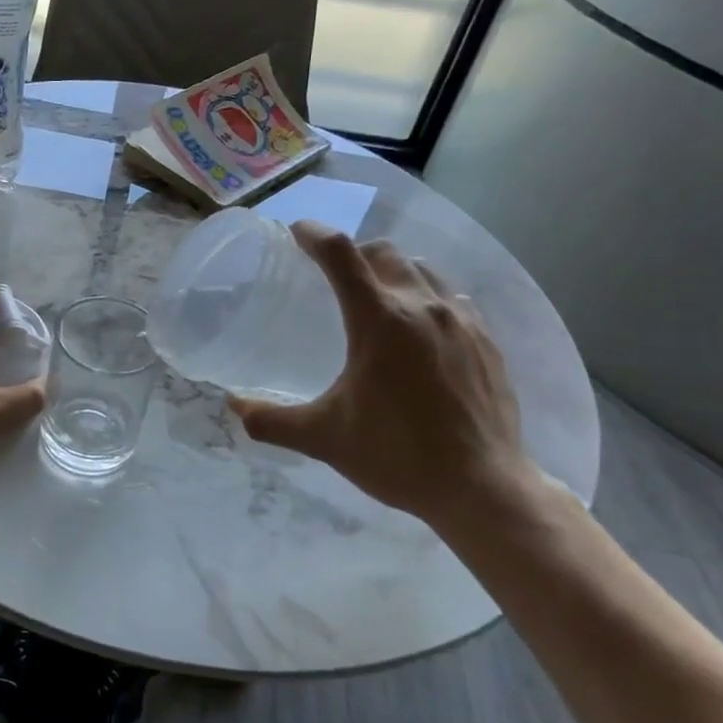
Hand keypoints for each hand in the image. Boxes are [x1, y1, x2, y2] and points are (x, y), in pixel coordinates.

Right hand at [229, 224, 536, 523]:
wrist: (483, 489)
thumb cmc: (396, 456)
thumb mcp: (323, 439)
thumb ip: (271, 420)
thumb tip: (233, 407)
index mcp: (379, 320)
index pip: (340, 254)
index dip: (314, 234)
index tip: (296, 232)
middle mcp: (422, 306)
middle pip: (383, 251)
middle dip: (353, 253)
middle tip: (332, 275)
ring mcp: (462, 320)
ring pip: (422, 269)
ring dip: (393, 271)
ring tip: (376, 297)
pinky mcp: (488, 340)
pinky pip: (453, 297)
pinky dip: (427, 296)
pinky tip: (421, 328)